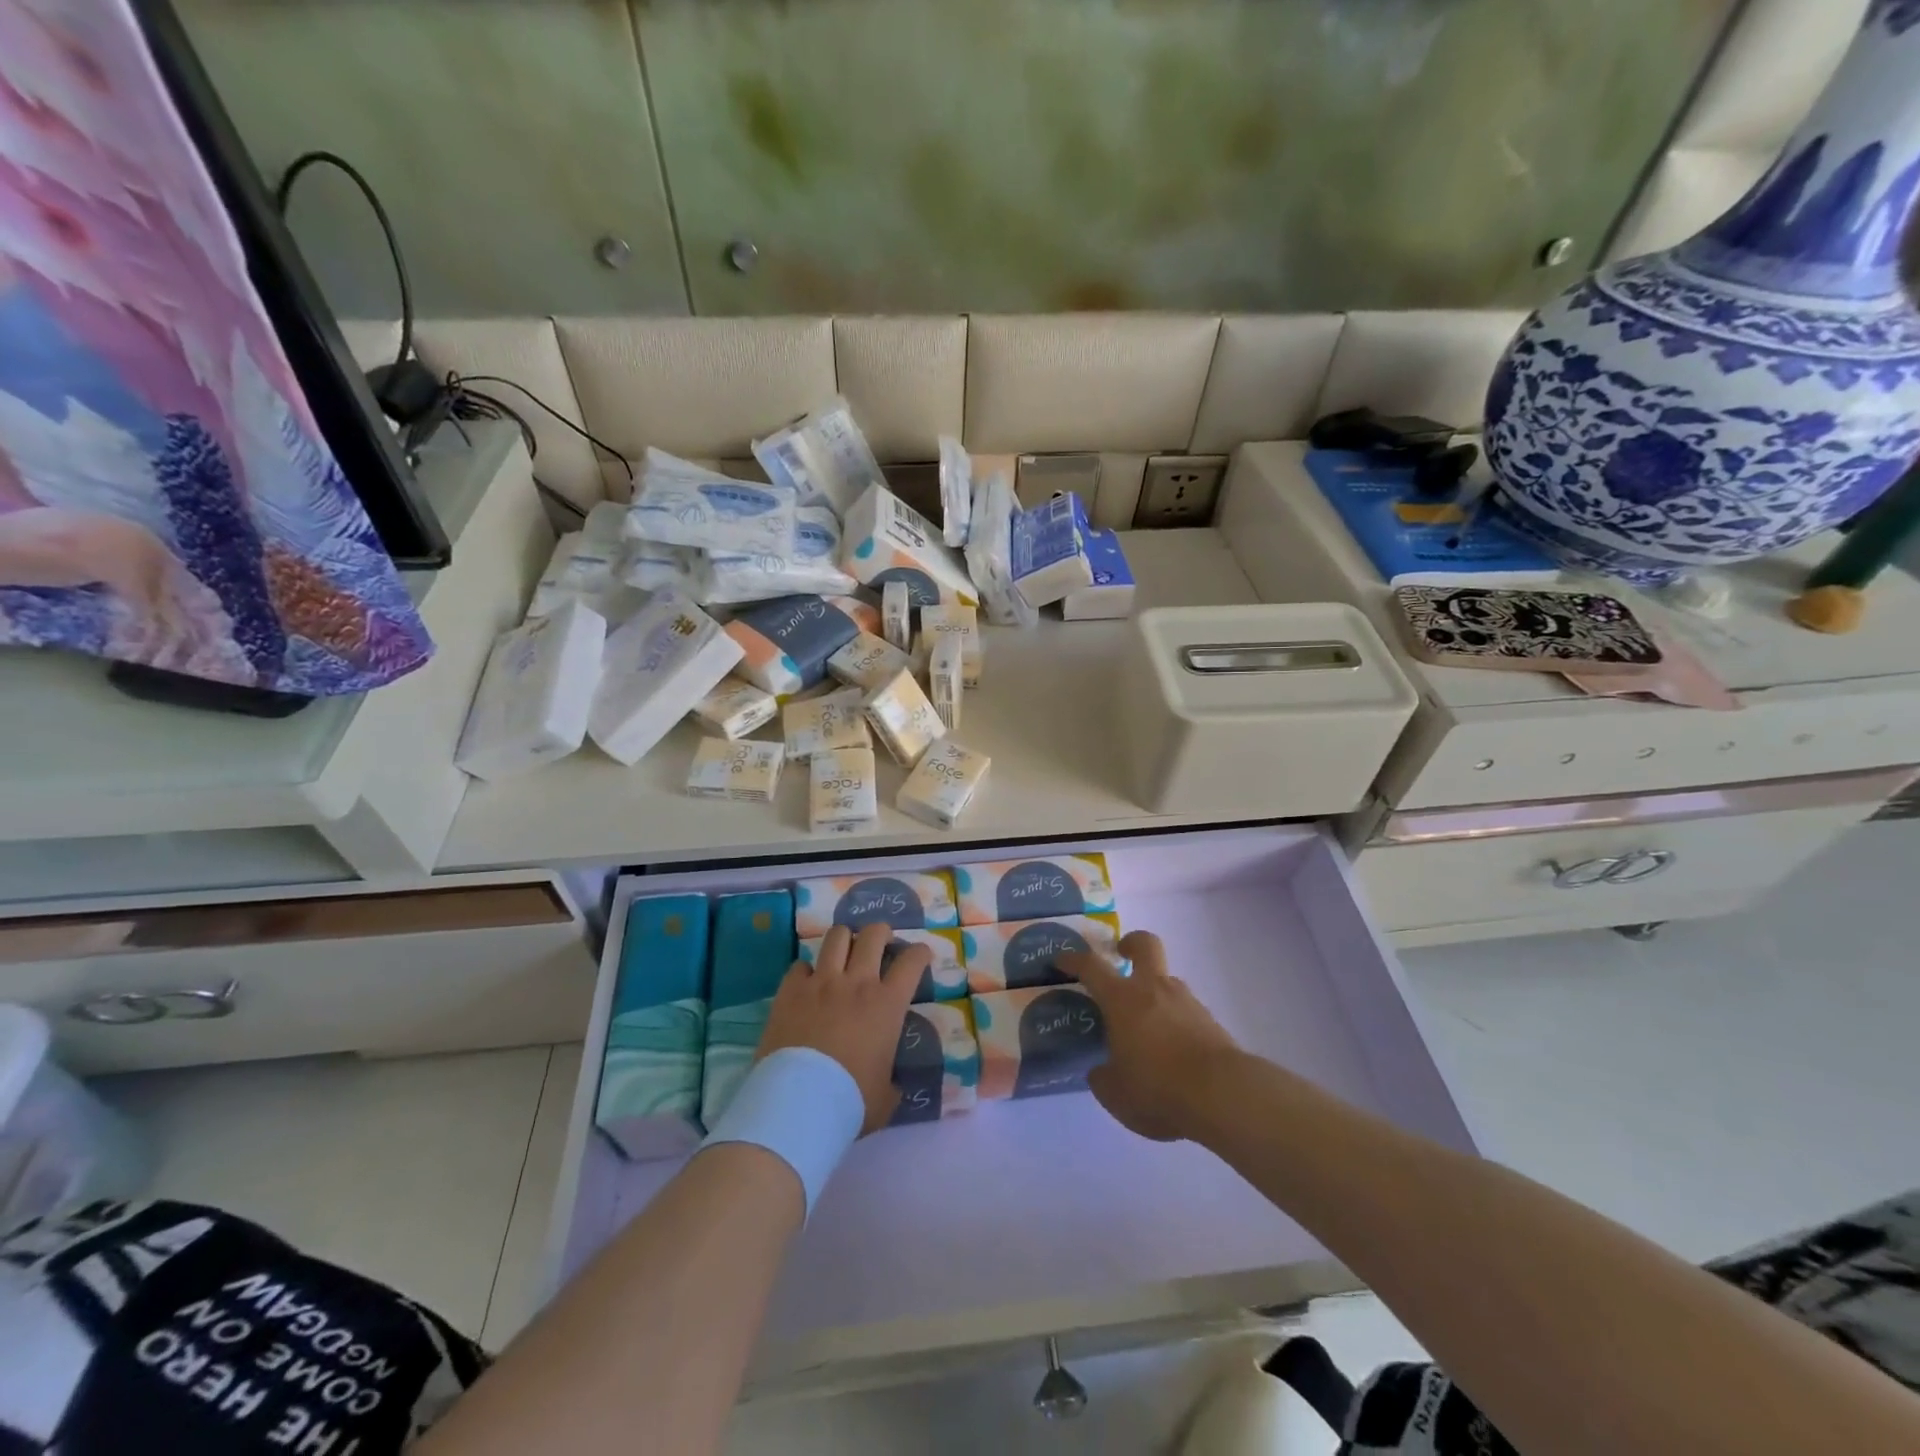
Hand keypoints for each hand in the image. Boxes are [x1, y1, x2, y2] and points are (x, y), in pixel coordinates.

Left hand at [758, 923, 930, 1134]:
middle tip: (881, 944)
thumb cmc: (850, 1101)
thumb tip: (892, 1085)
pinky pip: (800, 965)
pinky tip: (807, 984)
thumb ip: (892, 1082)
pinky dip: (807, 971)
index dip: (920, 953)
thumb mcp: (885, 1097)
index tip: (920, 955)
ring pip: (837, 936)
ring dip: (846, 940)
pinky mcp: (790, 990)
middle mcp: (857, 982)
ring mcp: (821, 982)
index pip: (912, 961)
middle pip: (874, 934)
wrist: (799, 1105)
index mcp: (888, 1004)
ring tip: (845, 951)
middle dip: (882, 933)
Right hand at [1057, 930, 1240, 1142]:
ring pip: (1167, 980)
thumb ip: (1103, 1077)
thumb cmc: (1157, 1087)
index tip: (1061, 959)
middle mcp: (1153, 988)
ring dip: (1154, 992)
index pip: (1091, 966)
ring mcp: (1186, 1001)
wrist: (1223, 1094)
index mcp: (1122, 999)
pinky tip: (1172, 1050)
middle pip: (1144, 944)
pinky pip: (1184, 1009)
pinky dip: (1174, 1020)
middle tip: (1120, 955)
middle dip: (1130, 943)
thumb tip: (1101, 1070)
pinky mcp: (1209, 1020)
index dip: (1073, 959)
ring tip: (1146, 1027)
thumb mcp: (1116, 1094)